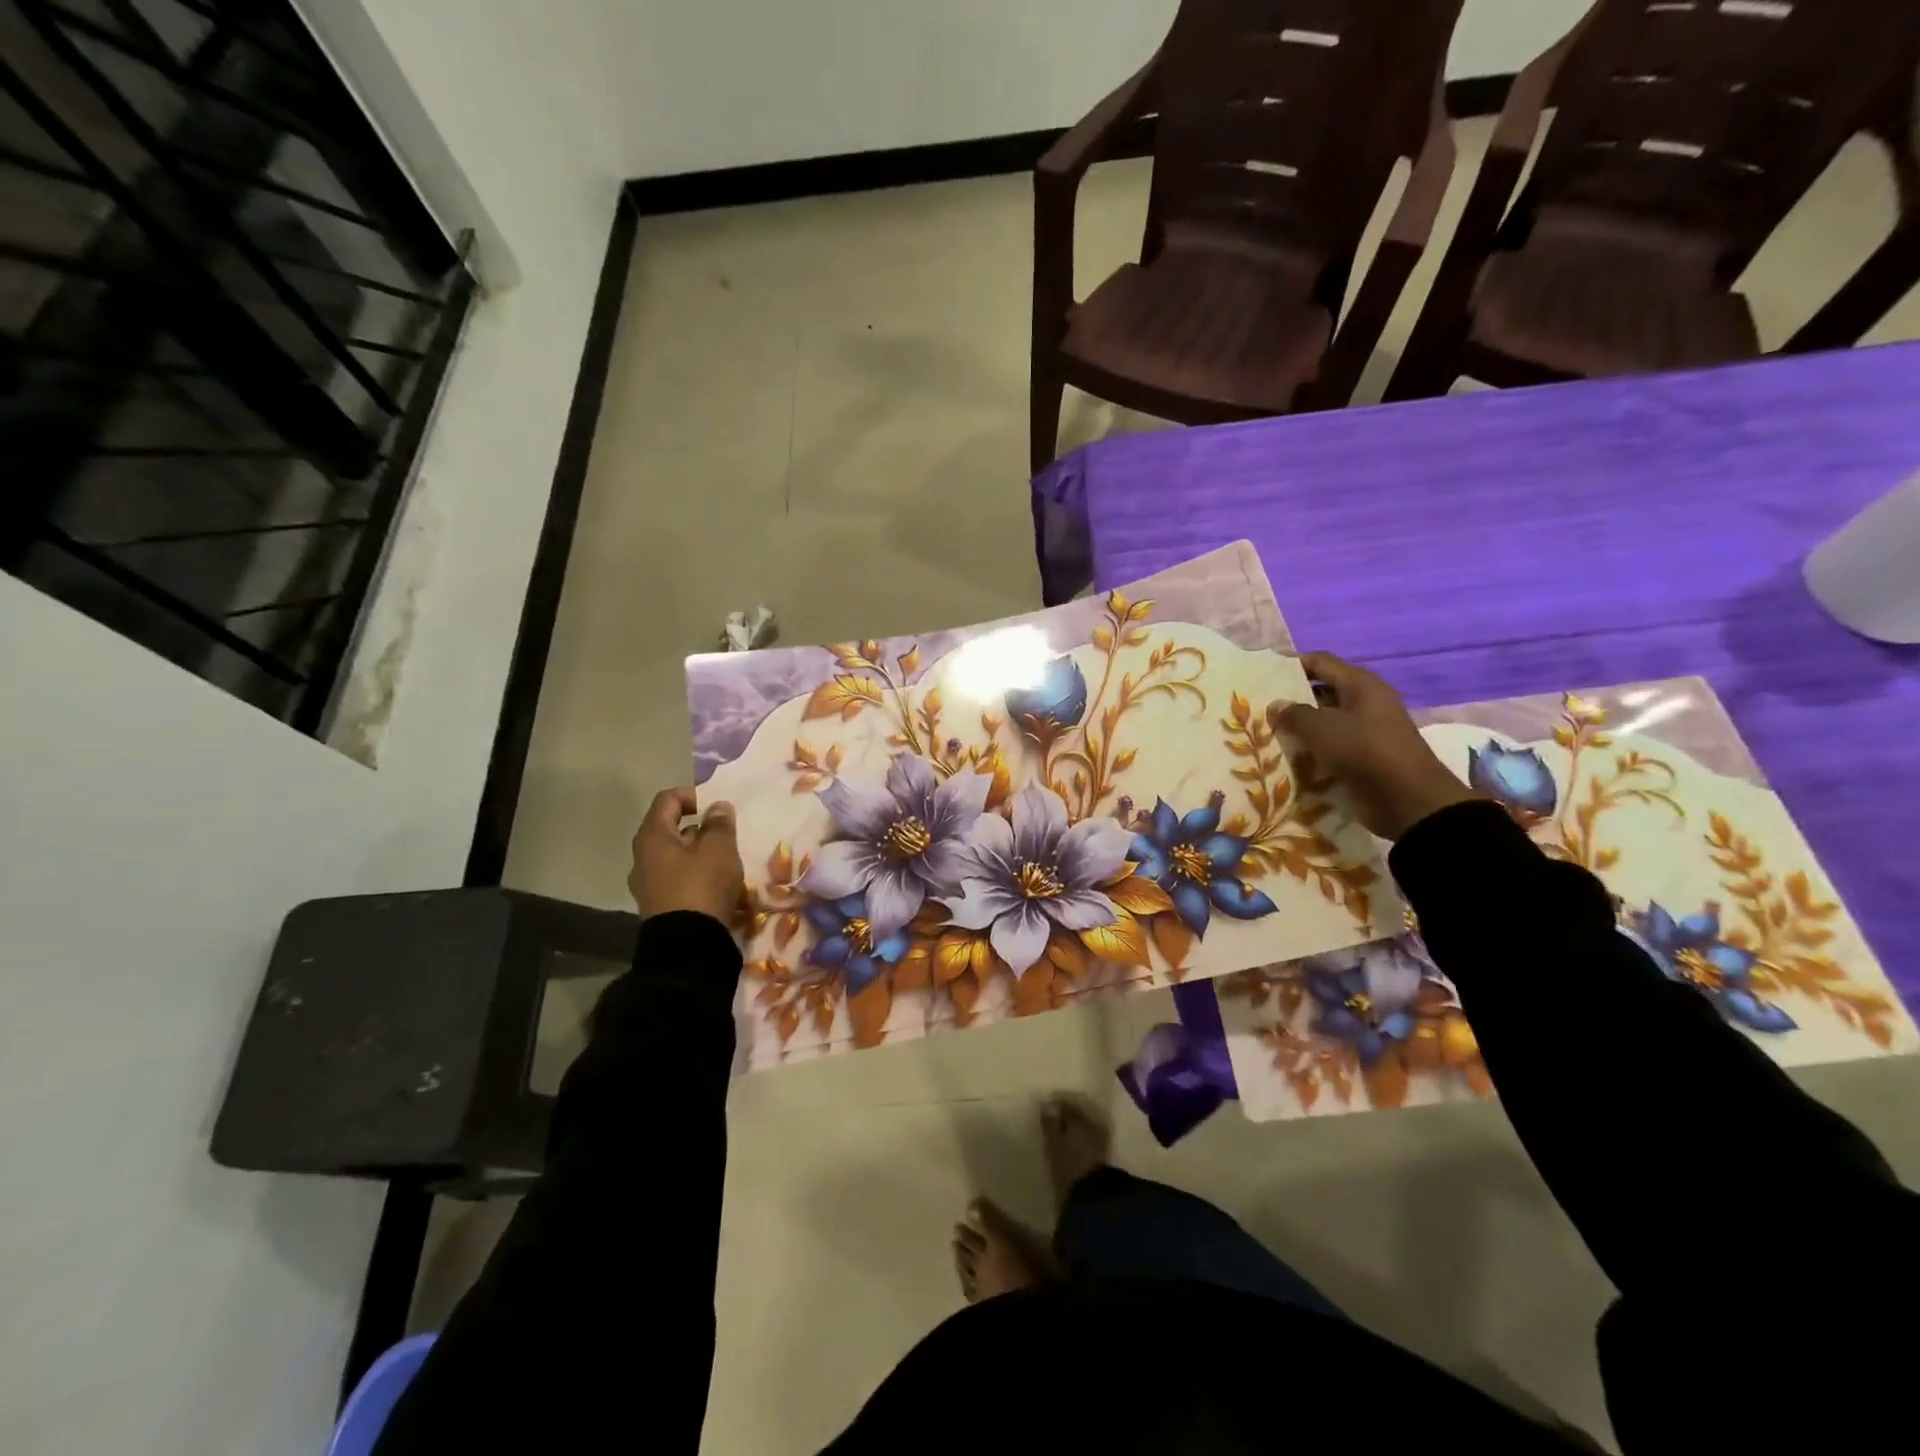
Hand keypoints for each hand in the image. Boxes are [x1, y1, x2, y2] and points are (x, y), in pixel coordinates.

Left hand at [629, 787, 744, 924]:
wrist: (687, 946)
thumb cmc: (701, 886)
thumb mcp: (718, 848)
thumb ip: (719, 824)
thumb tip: (717, 807)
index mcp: (652, 837)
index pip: (667, 800)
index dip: (693, 795)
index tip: (718, 806)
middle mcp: (642, 858)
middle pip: (671, 830)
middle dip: (701, 828)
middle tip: (727, 834)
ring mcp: (648, 885)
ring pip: (676, 857)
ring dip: (701, 854)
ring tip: (727, 861)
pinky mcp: (660, 907)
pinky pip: (679, 880)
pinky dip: (697, 876)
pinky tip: (719, 885)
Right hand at [1267, 652, 1478, 840]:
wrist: (1408, 800)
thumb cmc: (1365, 751)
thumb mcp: (1322, 728)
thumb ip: (1294, 714)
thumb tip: (1276, 706)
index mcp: (1360, 684)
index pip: (1320, 662)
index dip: (1291, 665)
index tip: (1263, 676)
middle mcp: (1365, 701)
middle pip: (1322, 692)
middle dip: (1292, 700)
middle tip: (1259, 710)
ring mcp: (1367, 730)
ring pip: (1325, 722)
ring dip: (1300, 729)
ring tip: (1268, 736)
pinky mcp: (1365, 756)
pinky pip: (1332, 746)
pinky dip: (1312, 751)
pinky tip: (1289, 759)